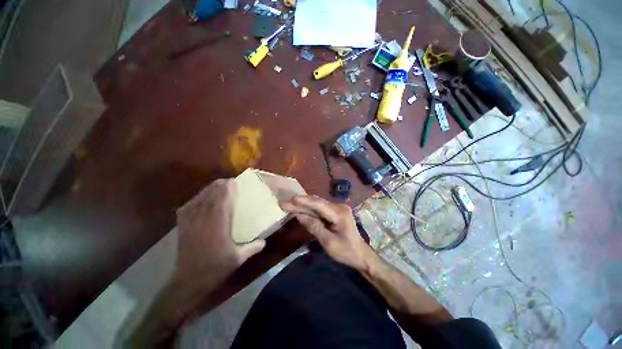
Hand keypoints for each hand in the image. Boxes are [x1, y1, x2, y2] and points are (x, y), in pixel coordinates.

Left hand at [175, 179, 265, 299]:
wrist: (189, 280)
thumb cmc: (215, 268)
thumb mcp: (238, 259)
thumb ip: (253, 248)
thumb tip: (265, 241)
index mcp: (218, 226)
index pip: (223, 201)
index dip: (228, 189)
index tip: (235, 182)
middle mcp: (203, 220)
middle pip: (211, 195)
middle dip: (220, 185)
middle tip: (229, 182)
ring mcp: (191, 221)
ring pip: (200, 197)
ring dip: (210, 189)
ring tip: (219, 185)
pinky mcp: (183, 225)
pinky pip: (189, 204)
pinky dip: (197, 197)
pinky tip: (203, 196)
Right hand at [281, 195, 372, 270]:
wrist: (361, 254)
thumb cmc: (346, 252)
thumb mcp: (328, 243)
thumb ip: (314, 227)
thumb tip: (299, 215)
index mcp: (339, 214)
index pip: (318, 204)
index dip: (303, 201)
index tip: (290, 200)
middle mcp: (339, 207)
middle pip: (317, 202)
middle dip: (300, 202)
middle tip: (285, 203)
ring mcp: (338, 208)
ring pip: (318, 204)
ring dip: (304, 204)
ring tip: (289, 204)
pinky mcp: (336, 211)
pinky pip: (320, 208)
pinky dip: (310, 209)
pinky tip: (300, 209)